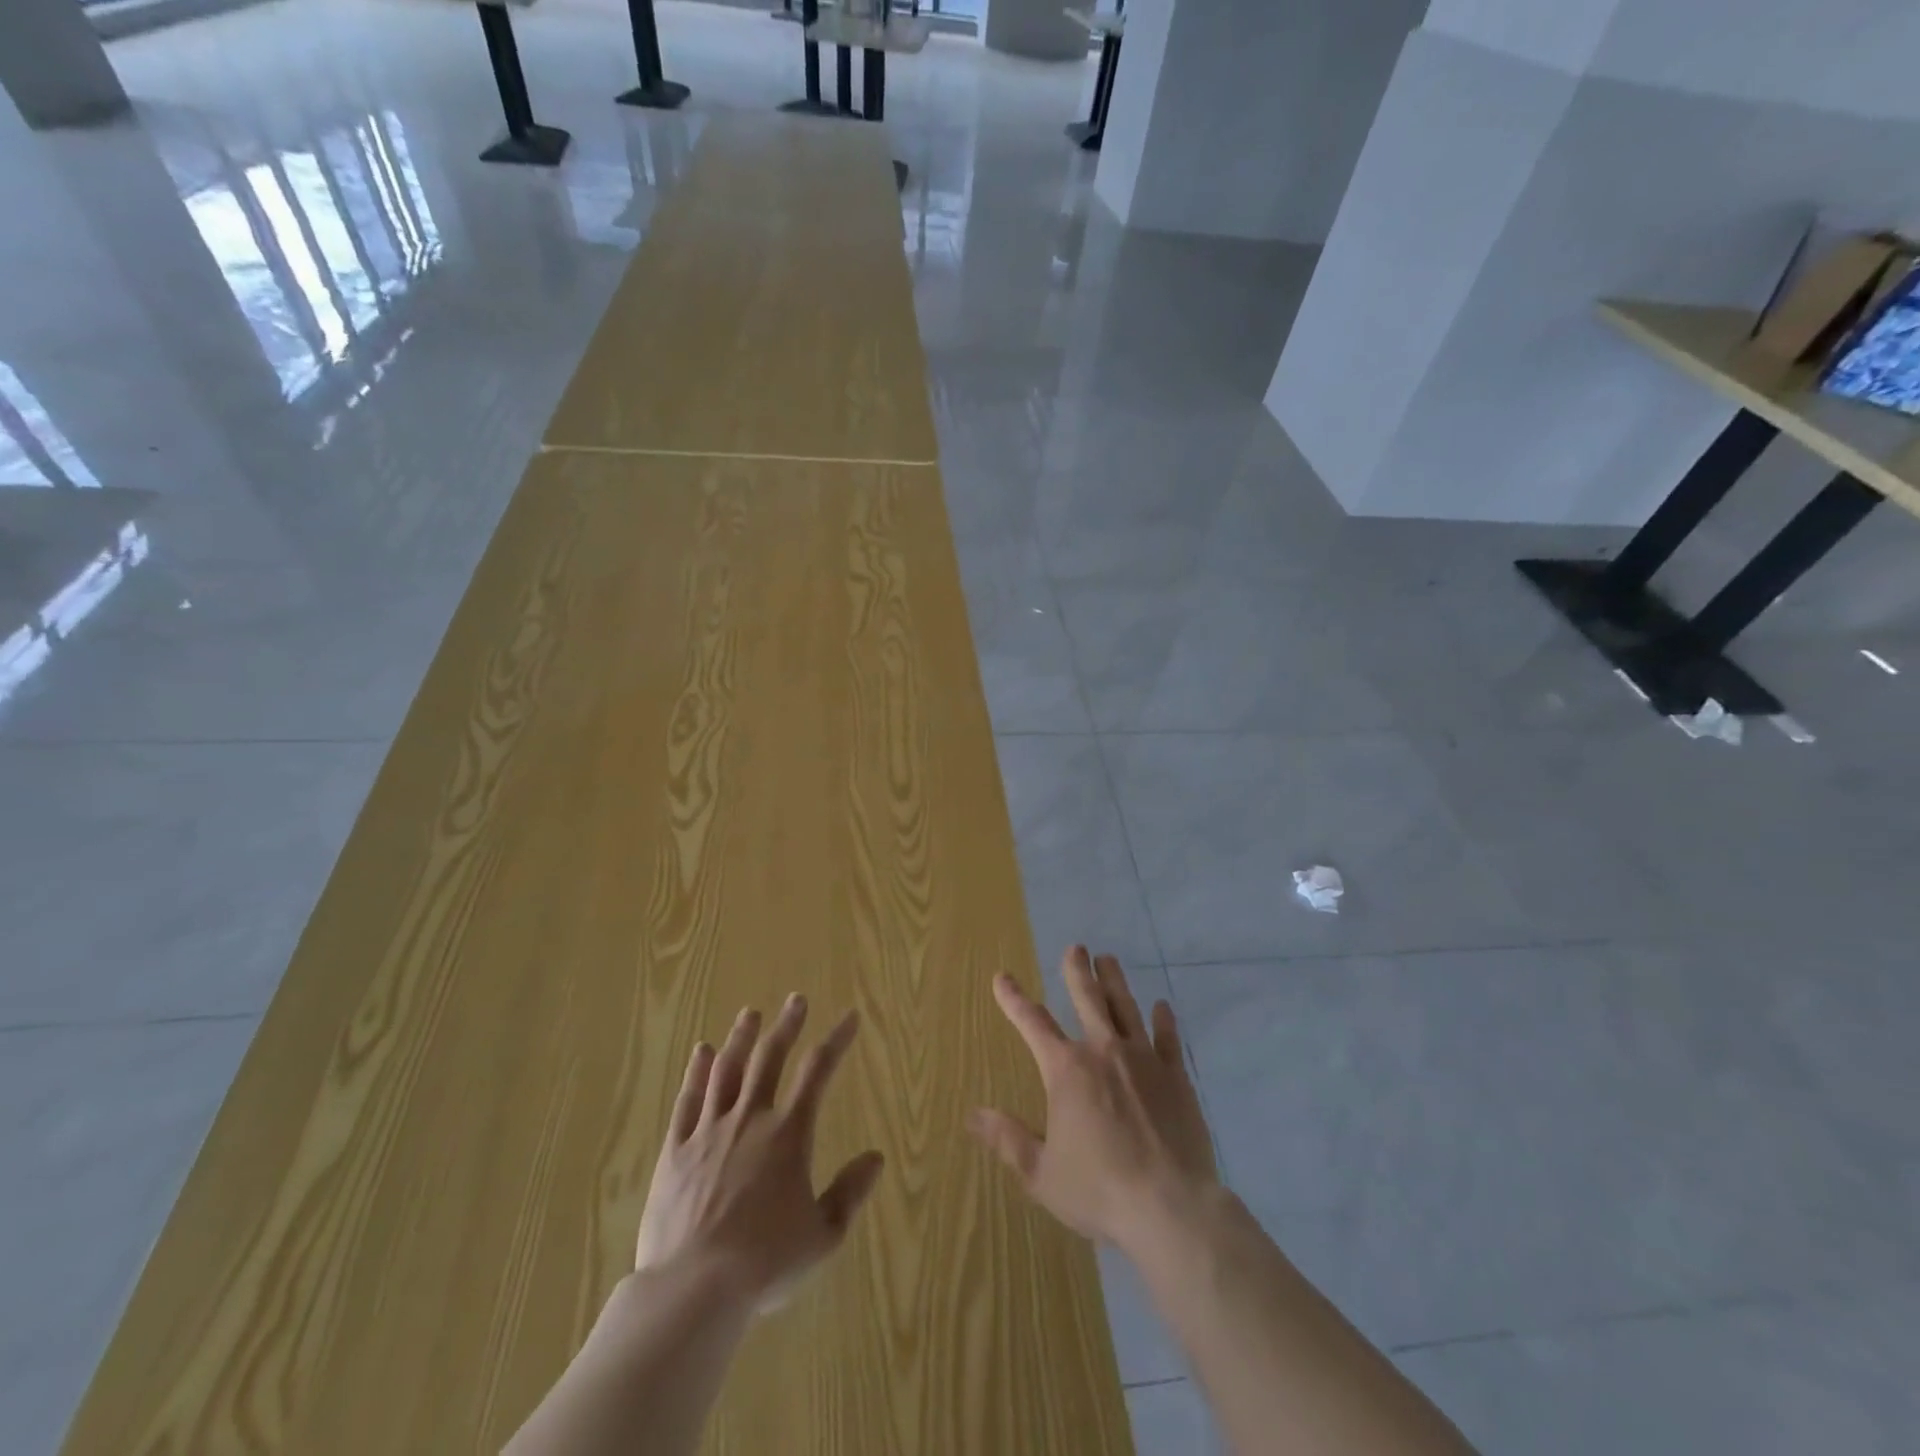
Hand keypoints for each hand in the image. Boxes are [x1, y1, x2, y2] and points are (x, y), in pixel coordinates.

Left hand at [635, 995, 884, 1312]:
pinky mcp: (677, 1150)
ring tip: (750, 1014)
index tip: (849, 1017)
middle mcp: (750, 1119)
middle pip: (770, 1058)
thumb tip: (875, 1158)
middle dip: (787, 1026)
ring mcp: (709, 1131)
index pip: (818, 1072)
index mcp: (788, 1134)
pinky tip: (702, 1053)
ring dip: (741, 1039)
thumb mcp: (822, 1235)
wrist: (692, 1290)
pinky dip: (696, 1072)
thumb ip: (850, 1193)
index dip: (836, 1040)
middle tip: (796, 1000)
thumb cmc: (764, 1264)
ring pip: (727, 1070)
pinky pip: (688, 1100)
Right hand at [968, 948, 1217, 1254]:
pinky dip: (1164, 1020)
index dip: (1014, 999)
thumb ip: (1008, 1140)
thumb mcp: (1042, 1173)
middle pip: (1088, 998)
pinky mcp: (1176, 1076)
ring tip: (1109, 959)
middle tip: (1076, 947)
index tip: (1002, 976)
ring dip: (1115, 981)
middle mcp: (1103, 1052)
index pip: (1033, 1024)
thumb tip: (973, 1115)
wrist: (1170, 1207)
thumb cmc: (1099, 1190)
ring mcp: (1143, 1059)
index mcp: (1066, 1070)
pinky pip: (1168, 1038)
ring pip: (1126, 1007)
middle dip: (1077, 971)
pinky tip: (1162, 1006)